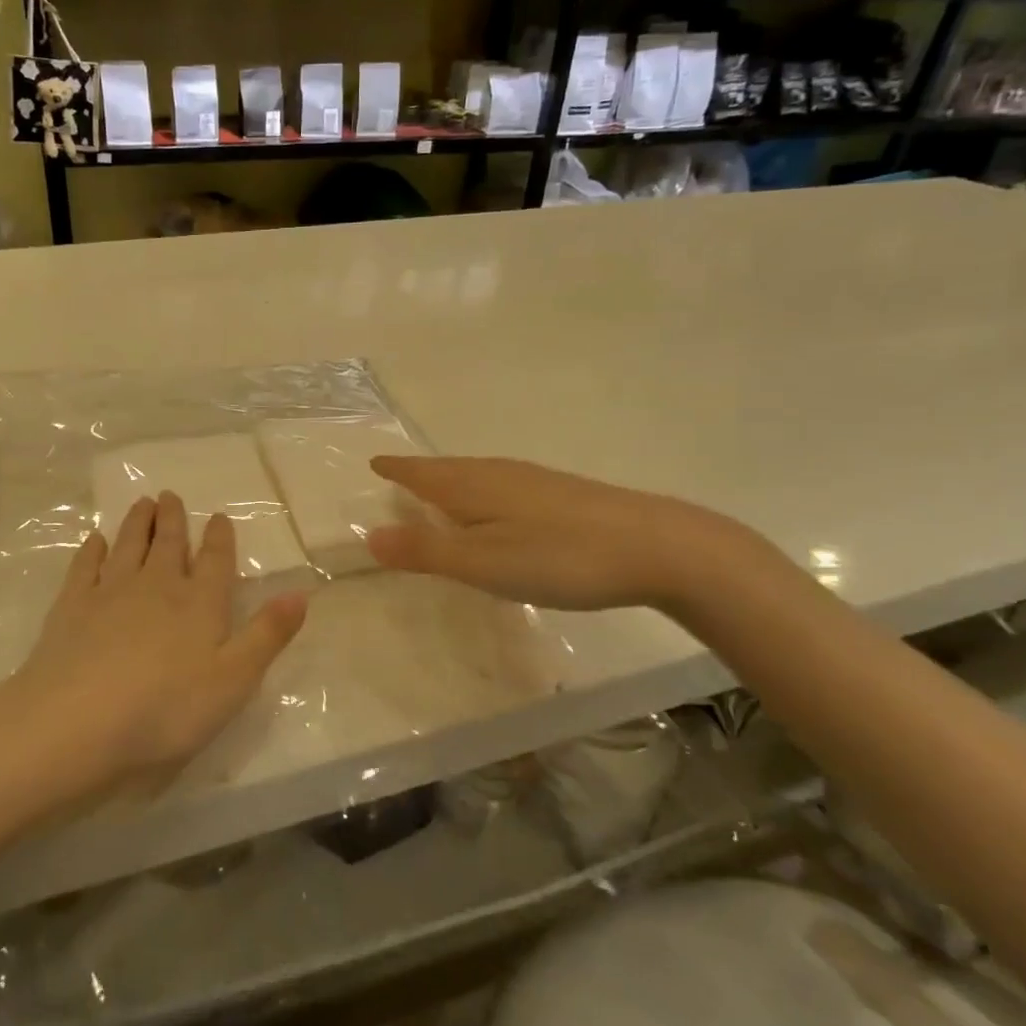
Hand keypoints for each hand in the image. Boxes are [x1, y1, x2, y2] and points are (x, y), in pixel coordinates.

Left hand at [0, 492, 307, 811]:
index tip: (219, 517)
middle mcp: (157, 587)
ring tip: (141, 502)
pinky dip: (91, 550)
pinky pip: (84, 567)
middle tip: (170, 495)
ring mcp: (110, 592)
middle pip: (168, 544)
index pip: (215, 561)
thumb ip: (267, 635)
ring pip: (128, 546)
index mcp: (200, 604)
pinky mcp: (71, 607)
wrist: (77, 721)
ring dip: (136, 523)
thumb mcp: (234, 680)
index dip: (219, 538)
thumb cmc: (166, 709)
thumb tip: (300, 593)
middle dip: (172, 519)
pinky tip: (94, 540)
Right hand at [365, 456, 761, 615]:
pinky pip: (502, 484)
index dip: (397, 470)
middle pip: (449, 469)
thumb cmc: (558, 557)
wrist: (656, 547)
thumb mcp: (482, 563)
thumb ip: (426, 551)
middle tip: (399, 475)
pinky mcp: (562, 495)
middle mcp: (500, 474)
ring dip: (451, 480)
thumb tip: (370, 535)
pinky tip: (497, 508)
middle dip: (421, 472)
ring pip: (478, 475)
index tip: (375, 463)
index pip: (423, 473)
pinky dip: (482, 491)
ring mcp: (535, 482)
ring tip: (438, 491)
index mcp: (474, 486)